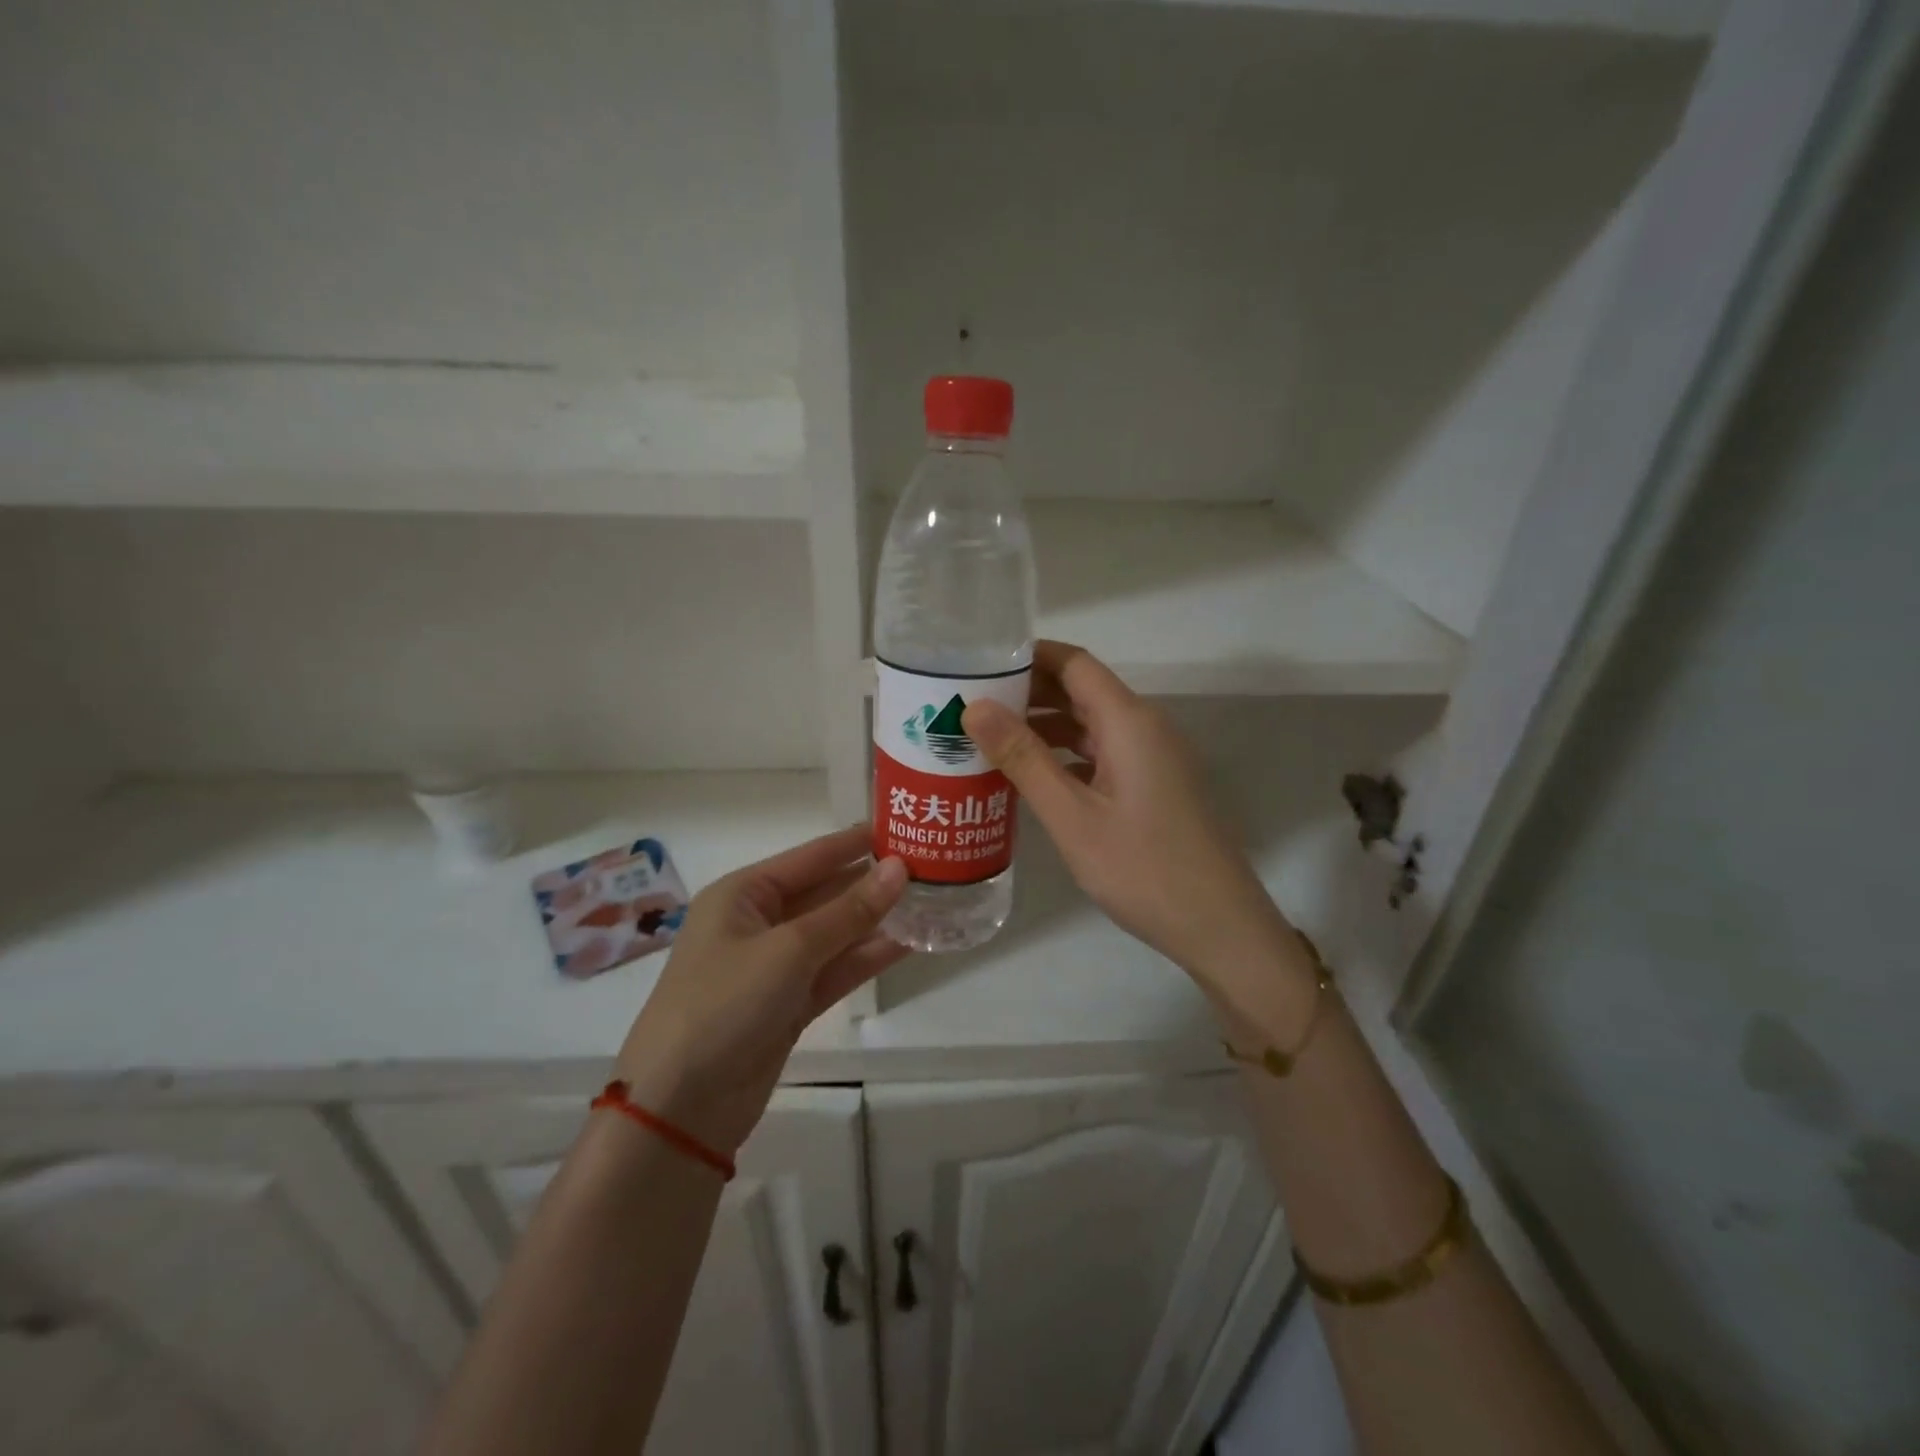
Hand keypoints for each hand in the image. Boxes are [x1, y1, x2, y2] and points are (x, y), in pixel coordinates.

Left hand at [614, 827, 907, 1153]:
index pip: (810, 857)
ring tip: (929, 903)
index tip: (902, 826)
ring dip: (875, 922)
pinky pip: (833, 970)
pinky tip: (907, 944)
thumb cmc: (725, 1003)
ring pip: (834, 934)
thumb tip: (900, 868)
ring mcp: (774, 967)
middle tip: (928, 867)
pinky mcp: (788, 1005)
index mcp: (743, 894)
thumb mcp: (790, 949)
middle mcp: (758, 923)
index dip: (855, 843)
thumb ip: (849, 910)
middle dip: (871, 883)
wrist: (679, 1107)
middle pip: (824, 893)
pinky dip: (865, 958)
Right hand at [962, 641, 1305, 1010]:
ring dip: (1044, 725)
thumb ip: (1024, 758)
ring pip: (1091, 723)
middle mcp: (1145, 727)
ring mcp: (1153, 757)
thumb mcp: (1072, 816)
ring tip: (988, 738)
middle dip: (1028, 692)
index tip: (979, 664)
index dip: (1028, 656)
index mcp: (1129, 721)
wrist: (1219, 926)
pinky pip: (1103, 753)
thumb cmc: (1143, 868)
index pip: (1074, 663)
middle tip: (970, 704)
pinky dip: (1065, 754)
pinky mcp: (1154, 784)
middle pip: (1082, 689)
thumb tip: (975, 707)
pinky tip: (1031, 775)